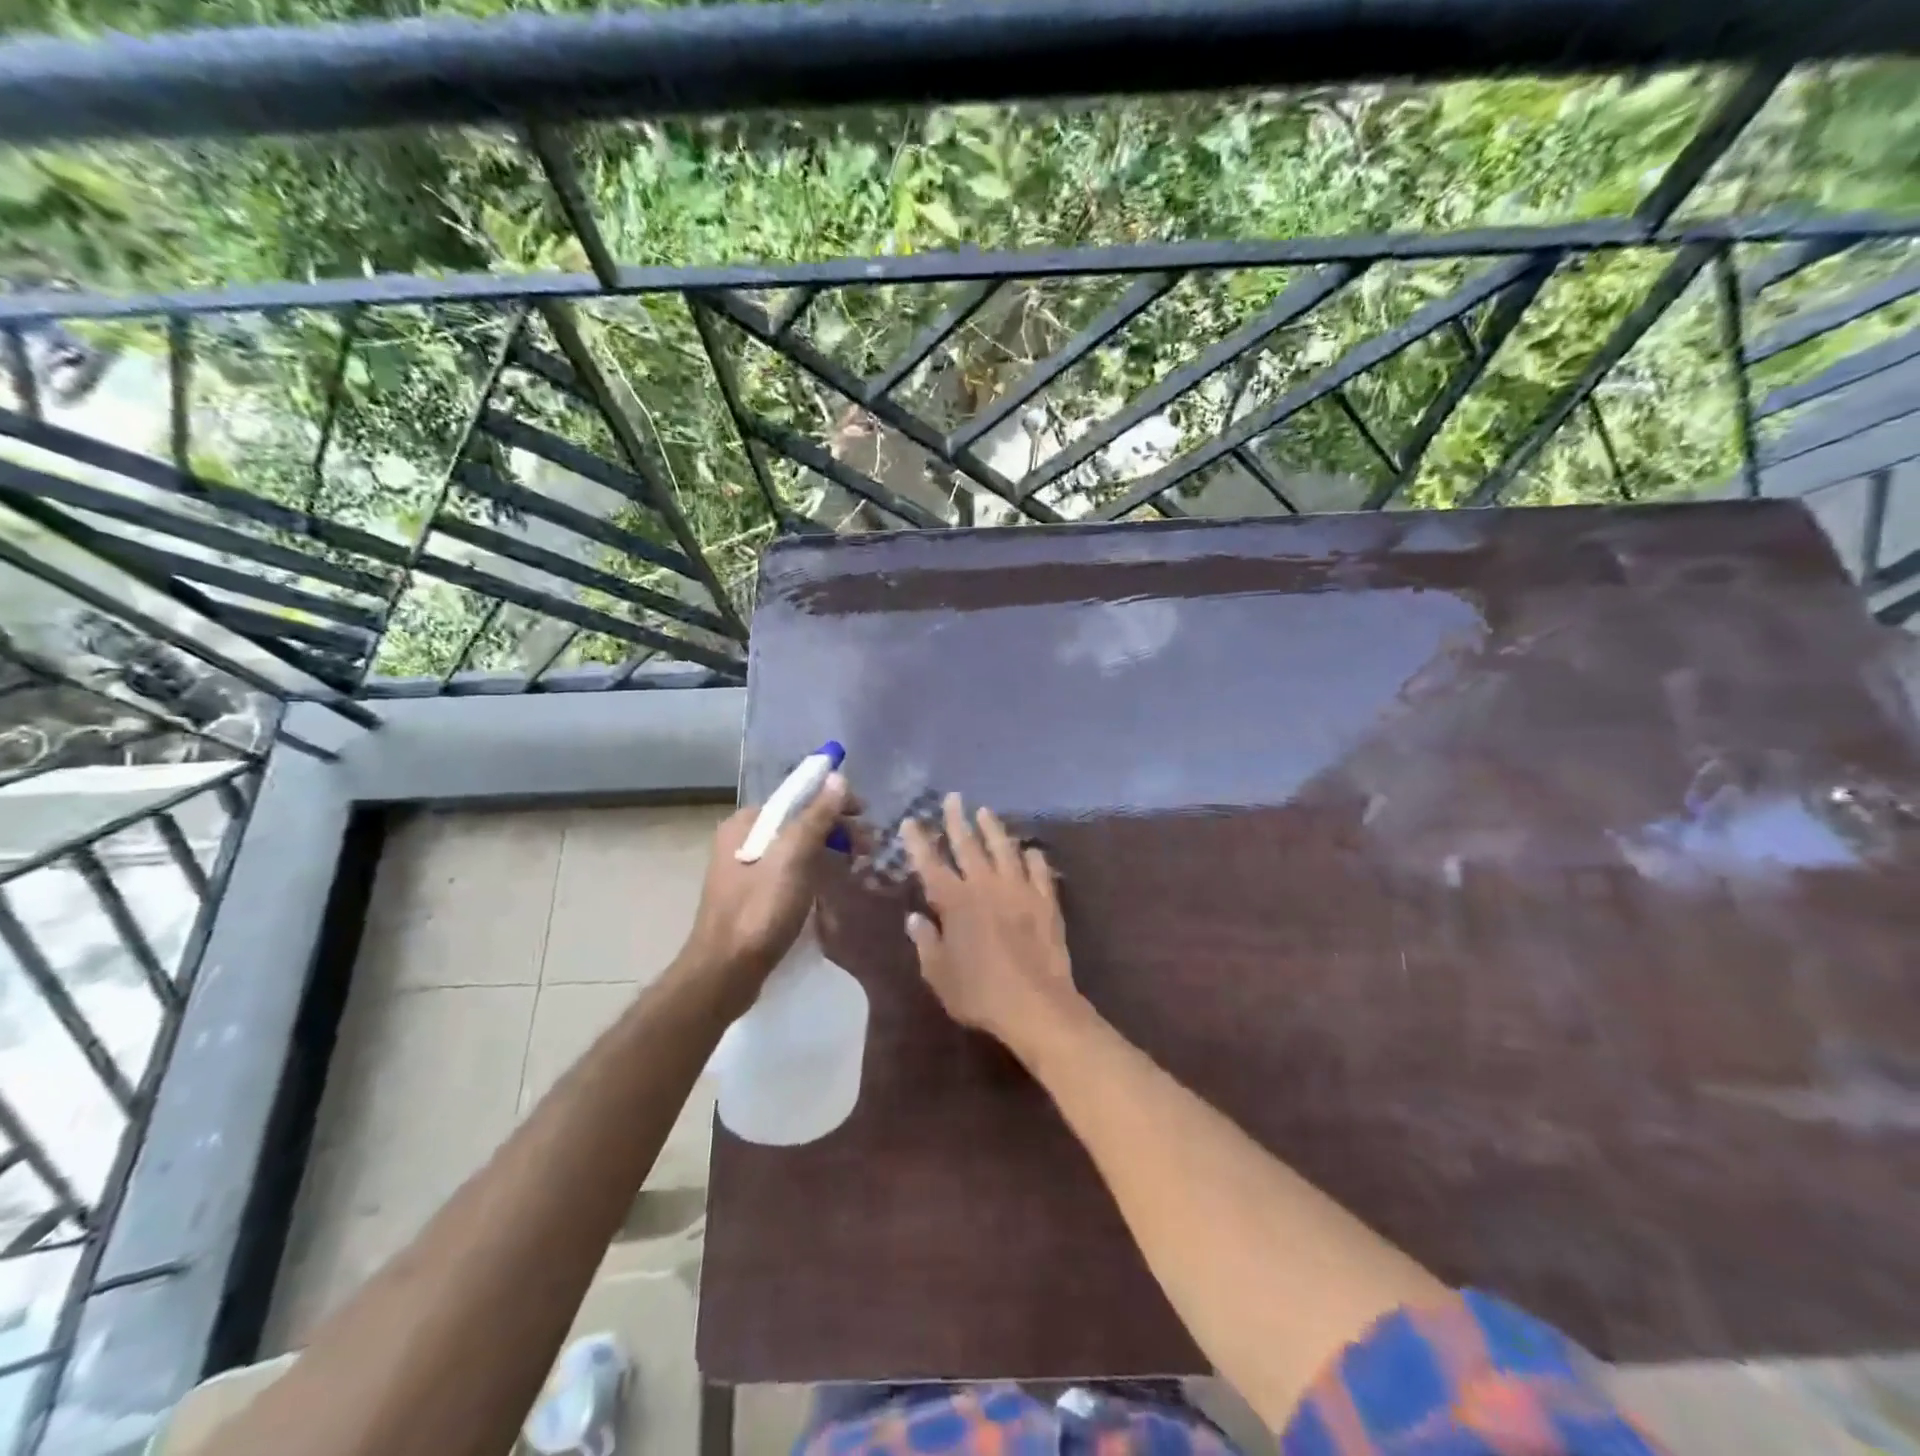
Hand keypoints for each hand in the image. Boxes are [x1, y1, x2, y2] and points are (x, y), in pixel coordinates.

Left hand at [679, 773, 852, 1013]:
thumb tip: (838, 777)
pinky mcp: (753, 897)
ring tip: (859, 863)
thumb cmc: (760, 910)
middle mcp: (741, 840)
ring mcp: (745, 870)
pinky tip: (833, 883)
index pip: (796, 797)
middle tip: (869, 846)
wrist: (725, 973)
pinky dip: (814, 871)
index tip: (865, 815)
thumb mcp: (794, 858)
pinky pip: (790, 872)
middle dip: (835, 828)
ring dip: (829, 850)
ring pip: (796, 849)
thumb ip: (816, 816)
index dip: (834, 800)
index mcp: (745, 824)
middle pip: (797, 822)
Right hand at [902, 793, 1083, 1063]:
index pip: (930, 862)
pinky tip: (1030, 850)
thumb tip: (915, 918)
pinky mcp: (1046, 901)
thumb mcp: (939, 974)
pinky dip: (1033, 857)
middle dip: (957, 819)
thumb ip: (926, 942)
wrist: (1036, 1005)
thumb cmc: (979, 993)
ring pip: (1004, 848)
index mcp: (955, 901)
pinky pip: (1040, 870)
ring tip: (985, 812)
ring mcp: (1019, 889)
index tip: (911, 820)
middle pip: (968, 844)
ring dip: (993, 828)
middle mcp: (986, 885)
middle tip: (954, 798)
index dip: (918, 840)